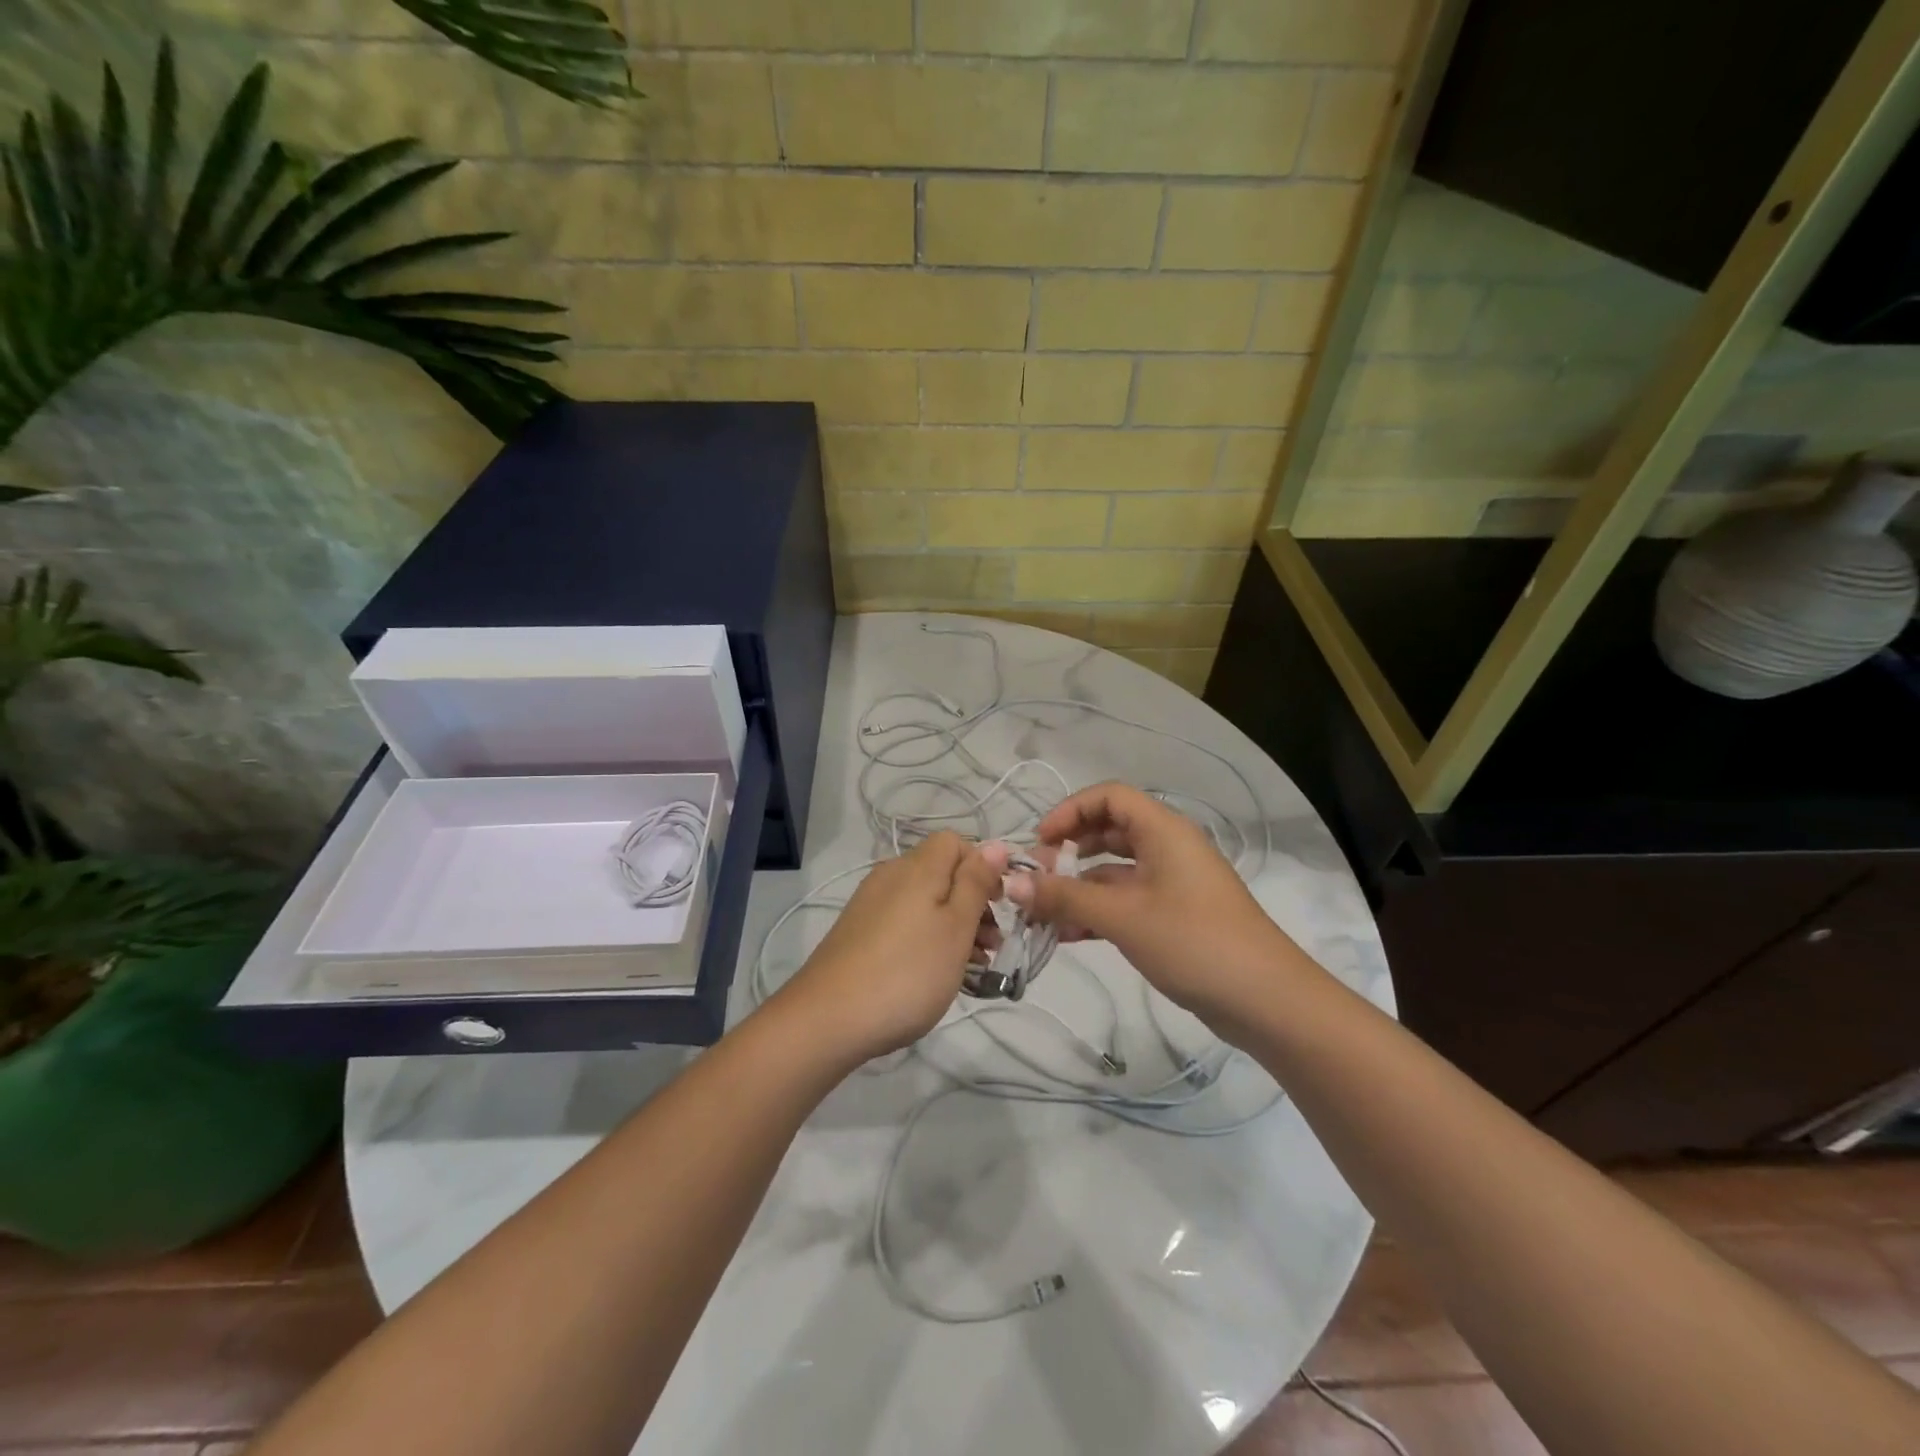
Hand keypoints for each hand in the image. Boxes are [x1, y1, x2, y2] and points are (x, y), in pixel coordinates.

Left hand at [776, 831, 1008, 1065]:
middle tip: (992, 946)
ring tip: (971, 968)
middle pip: (942, 873)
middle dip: (973, 903)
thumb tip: (996, 844)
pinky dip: (926, 938)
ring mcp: (870, 903)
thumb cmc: (907, 972)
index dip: (982, 867)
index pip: (956, 842)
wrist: (828, 1018)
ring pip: (924, 901)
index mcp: (917, 867)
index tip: (999, 906)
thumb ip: (976, 883)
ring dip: (953, 926)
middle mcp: (891, 875)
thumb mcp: (956, 927)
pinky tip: (934, 974)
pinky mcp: (858, 931)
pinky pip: (904, 922)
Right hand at [1006, 782, 1299, 1029]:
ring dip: (1080, 887)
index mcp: (1163, 830)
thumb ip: (1064, 897)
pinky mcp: (1176, 915)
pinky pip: (1128, 900)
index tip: (1040, 843)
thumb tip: (1012, 882)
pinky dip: (1099, 911)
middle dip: (1070, 850)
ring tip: (1043, 913)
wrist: (1266, 1000)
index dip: (1070, 811)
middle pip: (1110, 830)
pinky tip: (1069, 935)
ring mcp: (1174, 883)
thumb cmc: (1192, 941)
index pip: (1109, 796)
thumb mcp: (1122, 916)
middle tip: (1038, 878)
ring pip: (1116, 871)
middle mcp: (1168, 847)